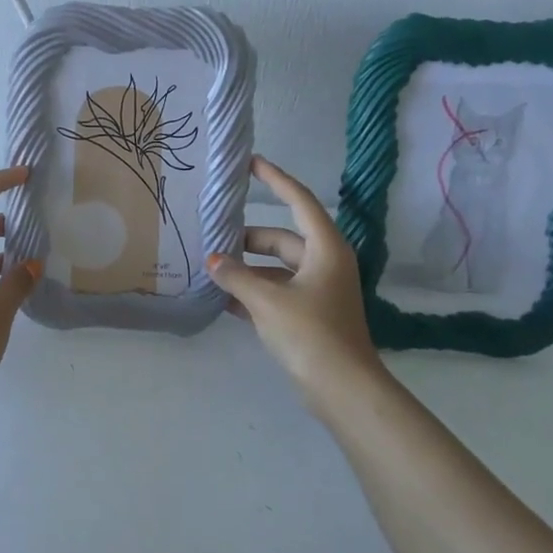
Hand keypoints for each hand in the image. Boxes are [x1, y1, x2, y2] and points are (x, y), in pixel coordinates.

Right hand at [205, 156, 386, 406]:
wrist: (342, 388)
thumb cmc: (310, 333)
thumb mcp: (267, 300)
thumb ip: (236, 276)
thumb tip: (212, 260)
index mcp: (325, 249)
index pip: (299, 201)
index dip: (275, 180)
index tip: (251, 164)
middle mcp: (325, 264)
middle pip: (281, 239)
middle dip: (247, 240)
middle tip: (212, 237)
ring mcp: (319, 291)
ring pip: (276, 268)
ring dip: (247, 269)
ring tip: (211, 269)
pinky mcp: (310, 316)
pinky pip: (276, 293)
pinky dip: (253, 293)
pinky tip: (222, 299)